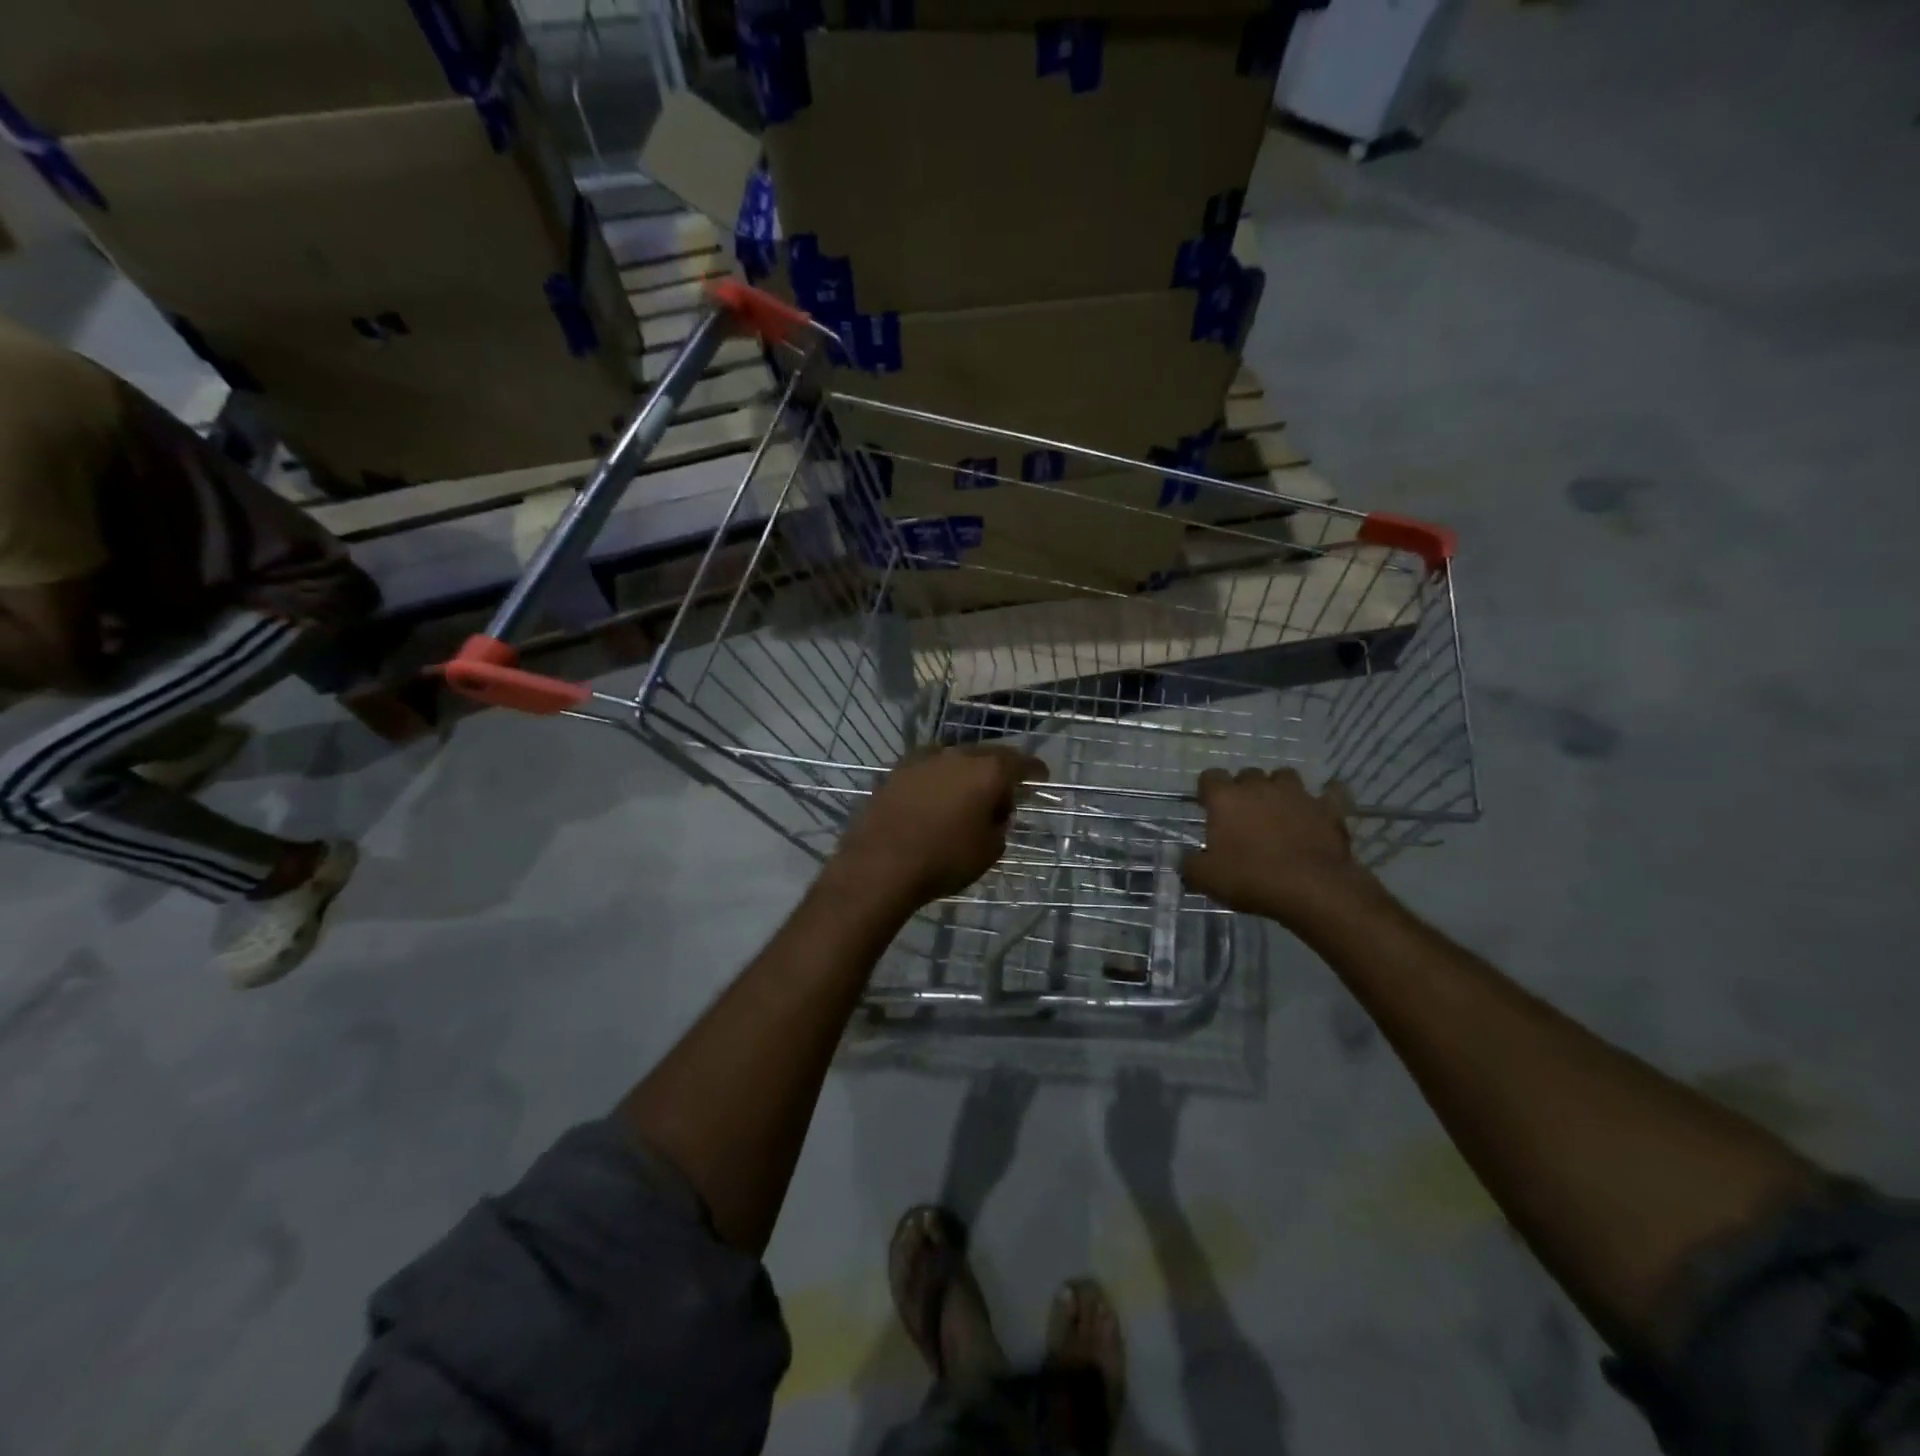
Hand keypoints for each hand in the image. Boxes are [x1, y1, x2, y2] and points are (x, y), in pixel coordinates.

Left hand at [832, 746, 1044, 910]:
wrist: (881, 863)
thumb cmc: (945, 859)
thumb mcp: (989, 850)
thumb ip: (999, 825)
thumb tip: (993, 813)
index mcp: (988, 771)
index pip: (1021, 762)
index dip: (1034, 770)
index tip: (1042, 777)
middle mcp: (957, 755)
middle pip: (987, 756)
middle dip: (999, 772)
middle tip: (1004, 793)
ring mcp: (923, 760)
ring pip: (955, 760)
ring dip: (966, 774)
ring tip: (968, 797)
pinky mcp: (896, 771)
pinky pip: (928, 769)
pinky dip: (939, 780)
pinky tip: (936, 797)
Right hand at [1105, 1067, 1181, 1201]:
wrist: (1147, 1176)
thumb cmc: (1124, 1158)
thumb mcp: (1110, 1136)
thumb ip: (1112, 1116)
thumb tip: (1116, 1101)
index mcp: (1125, 1106)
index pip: (1123, 1082)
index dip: (1123, 1074)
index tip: (1123, 1069)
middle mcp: (1141, 1103)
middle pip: (1141, 1079)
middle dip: (1140, 1072)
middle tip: (1139, 1069)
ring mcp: (1158, 1110)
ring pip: (1157, 1085)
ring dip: (1155, 1077)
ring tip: (1153, 1073)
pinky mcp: (1171, 1119)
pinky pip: (1176, 1102)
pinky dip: (1181, 1093)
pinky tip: (1184, 1086)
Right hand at [1180, 767, 1381, 929]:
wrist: (1313, 889)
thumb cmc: (1251, 878)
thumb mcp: (1206, 878)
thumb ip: (1188, 864)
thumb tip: (1182, 858)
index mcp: (1226, 798)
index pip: (1210, 777)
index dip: (1208, 791)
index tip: (1209, 808)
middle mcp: (1260, 786)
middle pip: (1247, 775)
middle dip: (1244, 790)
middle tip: (1244, 817)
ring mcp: (1297, 794)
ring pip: (1284, 777)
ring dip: (1279, 789)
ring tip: (1279, 810)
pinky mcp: (1328, 808)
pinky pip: (1330, 792)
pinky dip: (1326, 797)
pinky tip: (1321, 808)